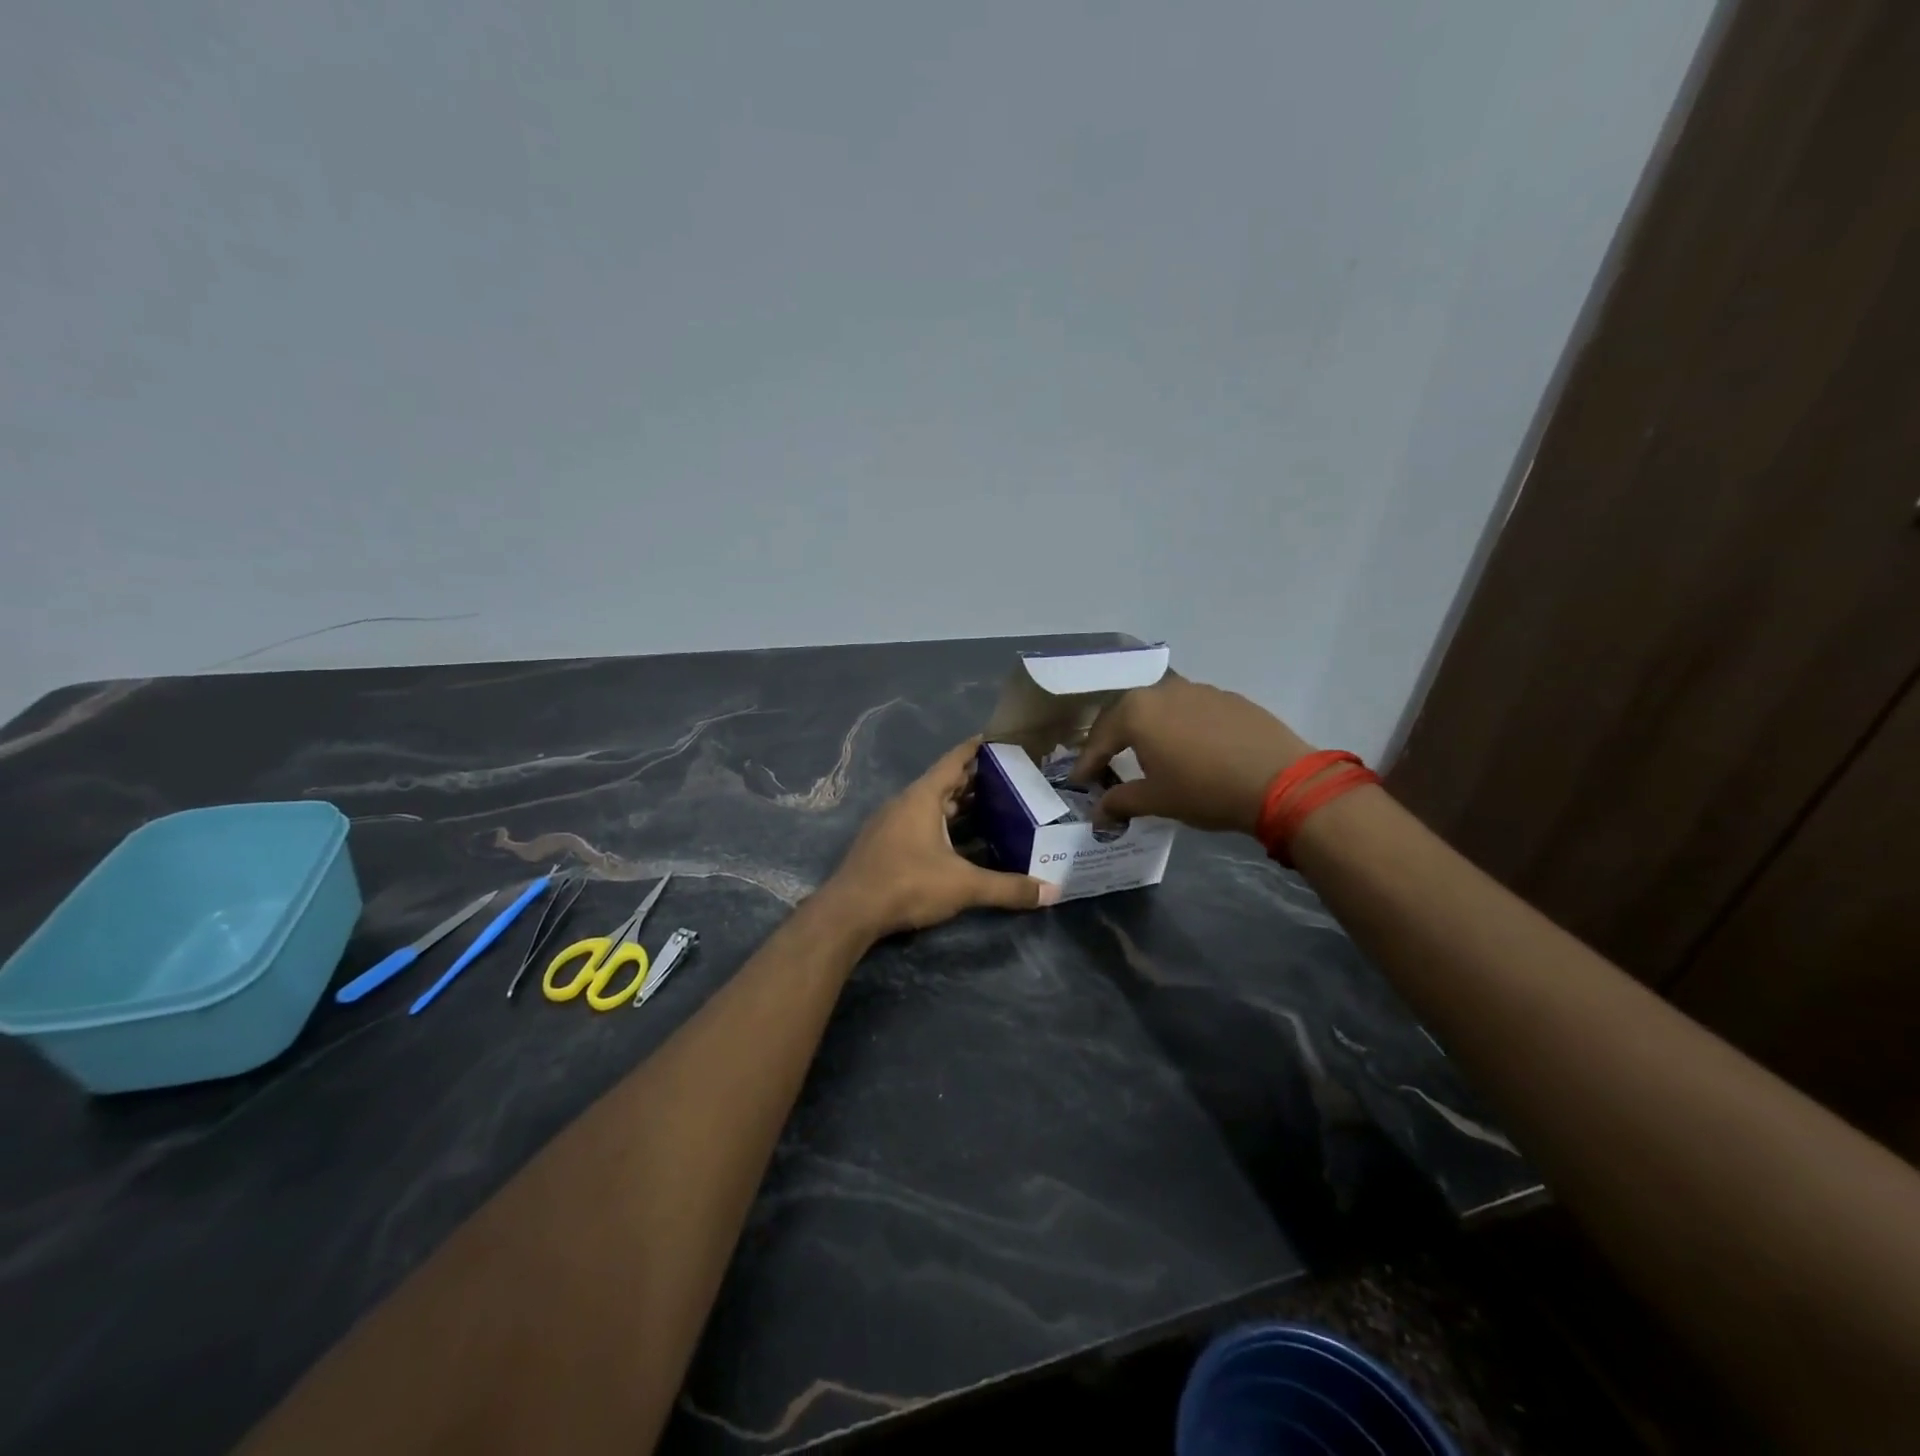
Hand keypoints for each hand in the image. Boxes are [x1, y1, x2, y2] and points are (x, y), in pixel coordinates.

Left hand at [824, 738, 1058, 937]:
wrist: (849, 912)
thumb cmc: (907, 884)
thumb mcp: (963, 886)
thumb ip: (1007, 888)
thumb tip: (1053, 892)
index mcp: (922, 797)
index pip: (953, 761)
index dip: (974, 748)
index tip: (995, 738)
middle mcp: (904, 803)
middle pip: (943, 783)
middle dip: (972, 780)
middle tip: (1006, 779)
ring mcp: (889, 823)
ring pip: (929, 805)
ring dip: (956, 806)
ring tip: (989, 808)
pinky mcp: (882, 845)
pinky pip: (918, 823)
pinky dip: (940, 825)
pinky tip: (957, 842)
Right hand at [1071, 674, 1312, 834]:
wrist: (1280, 781)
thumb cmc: (1204, 790)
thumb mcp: (1156, 800)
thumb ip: (1120, 802)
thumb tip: (1098, 813)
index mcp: (1136, 711)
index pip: (1099, 738)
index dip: (1086, 763)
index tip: (1079, 781)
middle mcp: (1162, 690)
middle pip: (1126, 714)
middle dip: (1112, 740)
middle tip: (1104, 763)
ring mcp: (1198, 689)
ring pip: (1159, 708)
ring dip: (1146, 729)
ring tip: (1146, 753)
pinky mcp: (1228, 697)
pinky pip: (1190, 710)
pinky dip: (1179, 727)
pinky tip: (1188, 748)